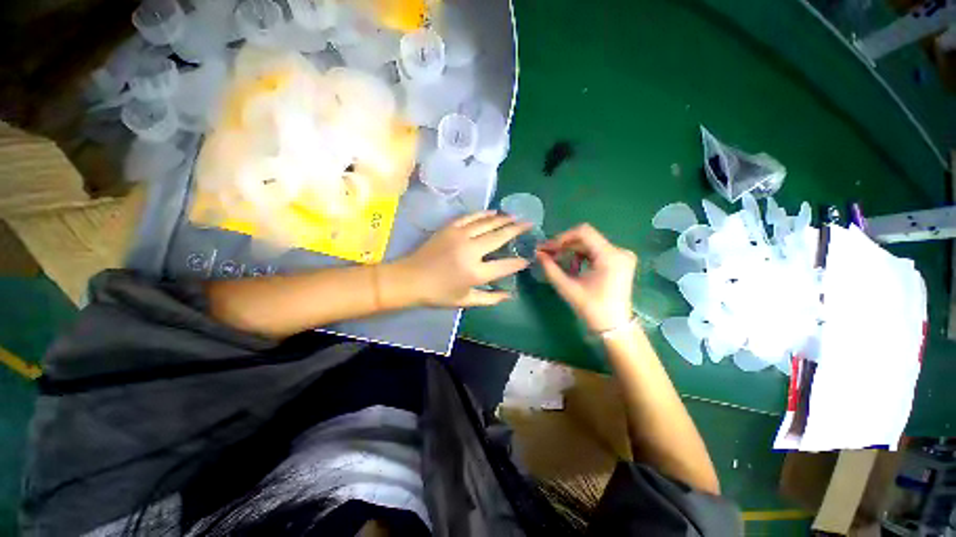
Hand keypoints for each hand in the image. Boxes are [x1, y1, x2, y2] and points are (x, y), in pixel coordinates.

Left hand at [392, 211, 530, 307]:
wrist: (410, 279)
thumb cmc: (438, 294)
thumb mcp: (465, 301)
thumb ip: (490, 298)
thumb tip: (510, 295)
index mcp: (475, 273)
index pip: (505, 265)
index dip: (518, 262)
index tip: (527, 258)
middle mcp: (471, 251)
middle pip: (500, 237)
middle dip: (517, 230)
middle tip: (530, 224)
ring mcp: (460, 236)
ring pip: (487, 223)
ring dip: (504, 219)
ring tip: (515, 217)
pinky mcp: (450, 228)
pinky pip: (471, 217)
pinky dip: (484, 214)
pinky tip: (494, 212)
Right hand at [536, 224, 636, 331]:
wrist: (614, 326)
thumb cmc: (592, 308)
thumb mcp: (568, 288)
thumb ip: (551, 269)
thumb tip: (538, 254)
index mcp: (610, 256)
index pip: (584, 232)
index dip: (562, 237)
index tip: (548, 248)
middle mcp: (620, 251)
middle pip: (586, 238)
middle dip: (565, 245)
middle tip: (547, 254)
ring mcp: (622, 255)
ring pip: (590, 244)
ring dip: (571, 251)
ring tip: (557, 261)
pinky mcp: (620, 261)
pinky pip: (596, 251)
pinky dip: (581, 256)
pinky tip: (572, 267)